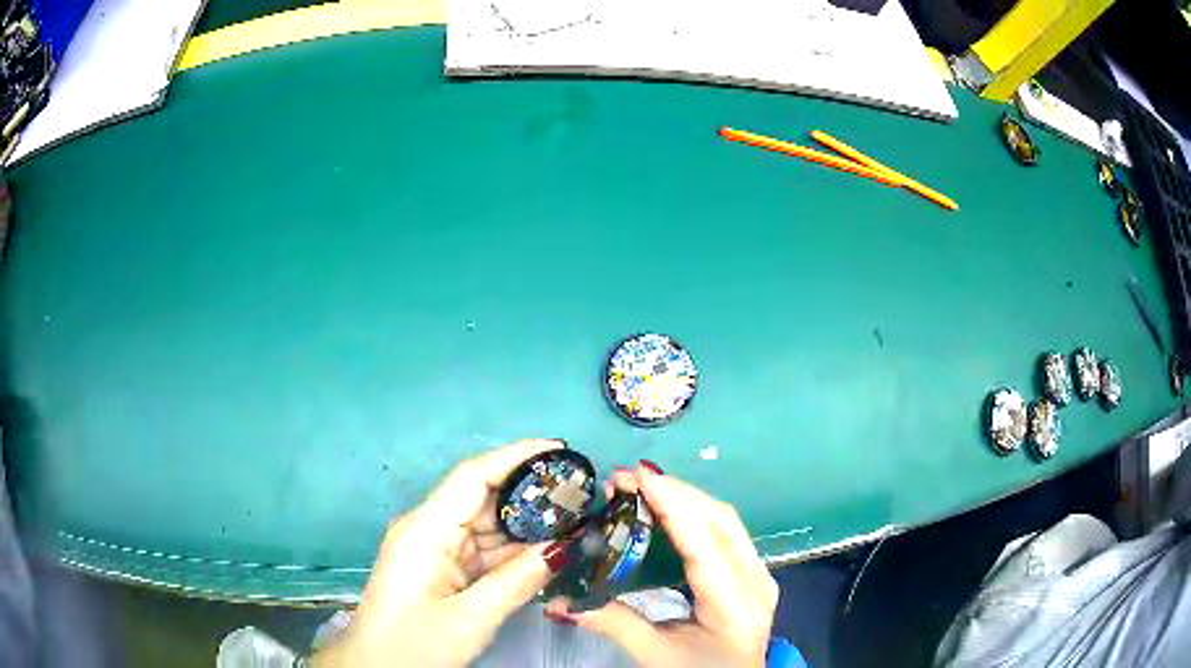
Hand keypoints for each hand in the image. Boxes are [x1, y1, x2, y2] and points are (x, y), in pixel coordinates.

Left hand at [311, 439, 571, 666]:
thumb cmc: (413, 646)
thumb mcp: (470, 619)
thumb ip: (517, 581)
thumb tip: (564, 547)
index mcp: (425, 531)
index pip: (473, 477)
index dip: (516, 457)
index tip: (561, 449)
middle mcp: (429, 530)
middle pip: (483, 499)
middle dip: (531, 494)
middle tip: (582, 493)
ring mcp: (435, 550)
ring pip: (487, 527)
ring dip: (528, 526)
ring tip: (576, 520)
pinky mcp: (442, 568)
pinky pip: (483, 552)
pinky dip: (514, 552)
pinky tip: (547, 553)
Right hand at [547, 463, 777, 667]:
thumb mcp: (656, 655)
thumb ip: (613, 623)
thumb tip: (558, 603)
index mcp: (735, 605)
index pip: (705, 545)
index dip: (673, 506)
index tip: (638, 476)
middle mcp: (757, 581)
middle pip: (721, 521)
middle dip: (676, 492)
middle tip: (628, 478)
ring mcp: (760, 574)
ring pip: (725, 521)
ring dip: (685, 498)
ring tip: (642, 486)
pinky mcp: (754, 572)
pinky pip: (726, 531)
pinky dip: (695, 513)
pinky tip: (668, 508)